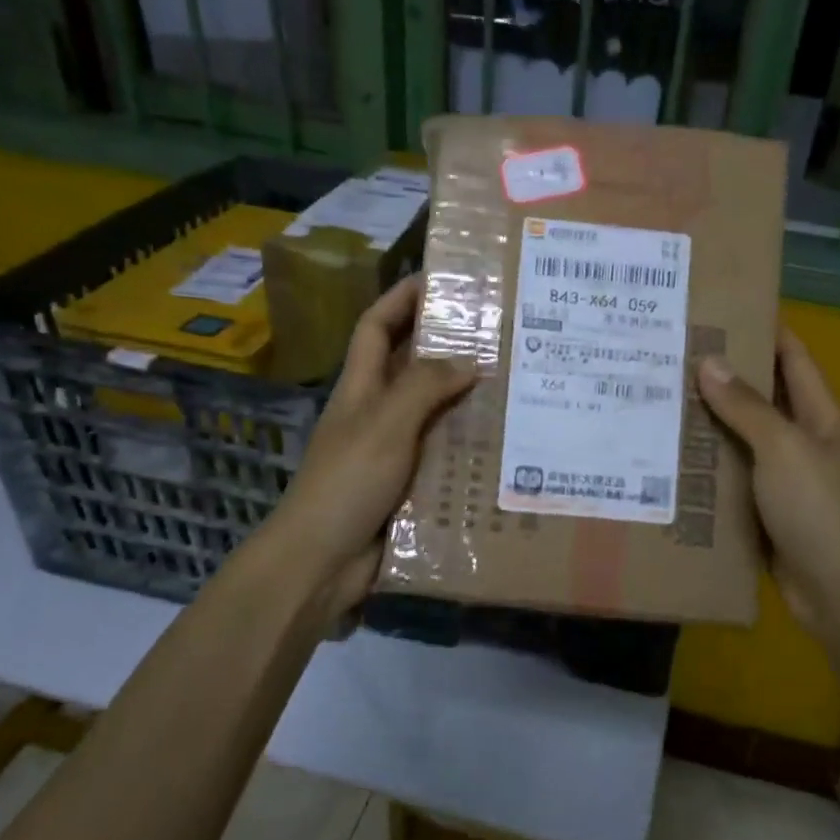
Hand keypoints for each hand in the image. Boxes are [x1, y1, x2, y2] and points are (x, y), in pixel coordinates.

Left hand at [262, 276, 473, 618]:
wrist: (323, 561)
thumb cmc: (346, 482)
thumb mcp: (384, 424)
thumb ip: (423, 387)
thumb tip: (469, 360)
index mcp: (361, 389)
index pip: (376, 327)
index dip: (401, 298)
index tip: (439, 277)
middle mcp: (377, 413)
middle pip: (412, 366)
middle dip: (447, 345)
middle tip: (499, 332)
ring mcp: (394, 451)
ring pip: (435, 413)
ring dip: (467, 399)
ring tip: (516, 384)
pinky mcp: (410, 486)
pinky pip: (445, 456)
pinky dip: (471, 448)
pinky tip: (507, 446)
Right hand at [696, 326, 839, 640]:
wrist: (837, 591)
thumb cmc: (818, 509)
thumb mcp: (783, 449)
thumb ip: (747, 407)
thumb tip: (710, 363)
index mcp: (822, 417)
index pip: (794, 358)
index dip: (765, 330)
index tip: (722, 309)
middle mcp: (805, 441)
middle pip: (764, 397)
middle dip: (725, 376)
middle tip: (674, 355)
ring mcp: (785, 478)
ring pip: (743, 439)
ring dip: (710, 422)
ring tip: (661, 398)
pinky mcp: (765, 510)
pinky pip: (733, 477)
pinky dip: (708, 466)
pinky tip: (670, 457)